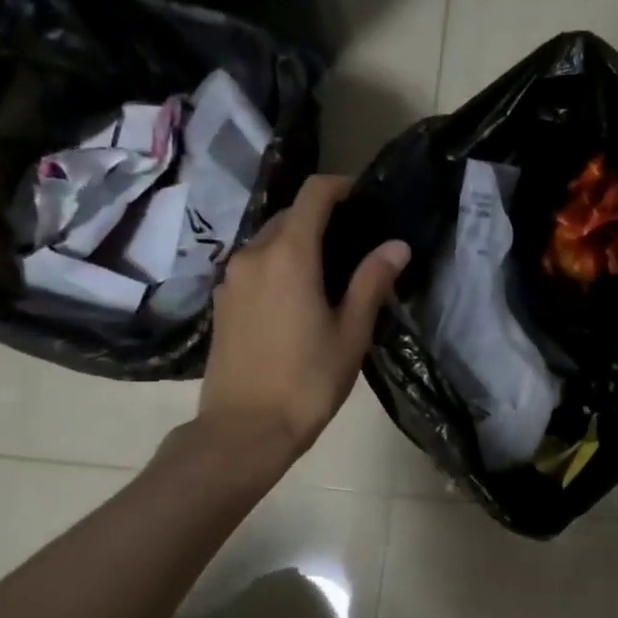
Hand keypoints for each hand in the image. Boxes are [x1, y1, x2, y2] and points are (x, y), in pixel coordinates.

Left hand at [199, 174, 409, 463]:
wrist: (244, 430)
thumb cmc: (307, 381)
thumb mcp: (351, 332)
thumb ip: (372, 281)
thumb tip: (396, 245)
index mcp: (289, 255)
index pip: (313, 195)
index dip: (341, 187)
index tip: (364, 199)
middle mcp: (253, 255)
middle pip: (289, 216)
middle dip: (320, 218)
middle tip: (354, 244)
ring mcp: (231, 279)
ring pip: (268, 241)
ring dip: (297, 243)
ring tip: (328, 273)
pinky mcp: (221, 302)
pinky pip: (253, 266)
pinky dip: (277, 266)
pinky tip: (296, 297)